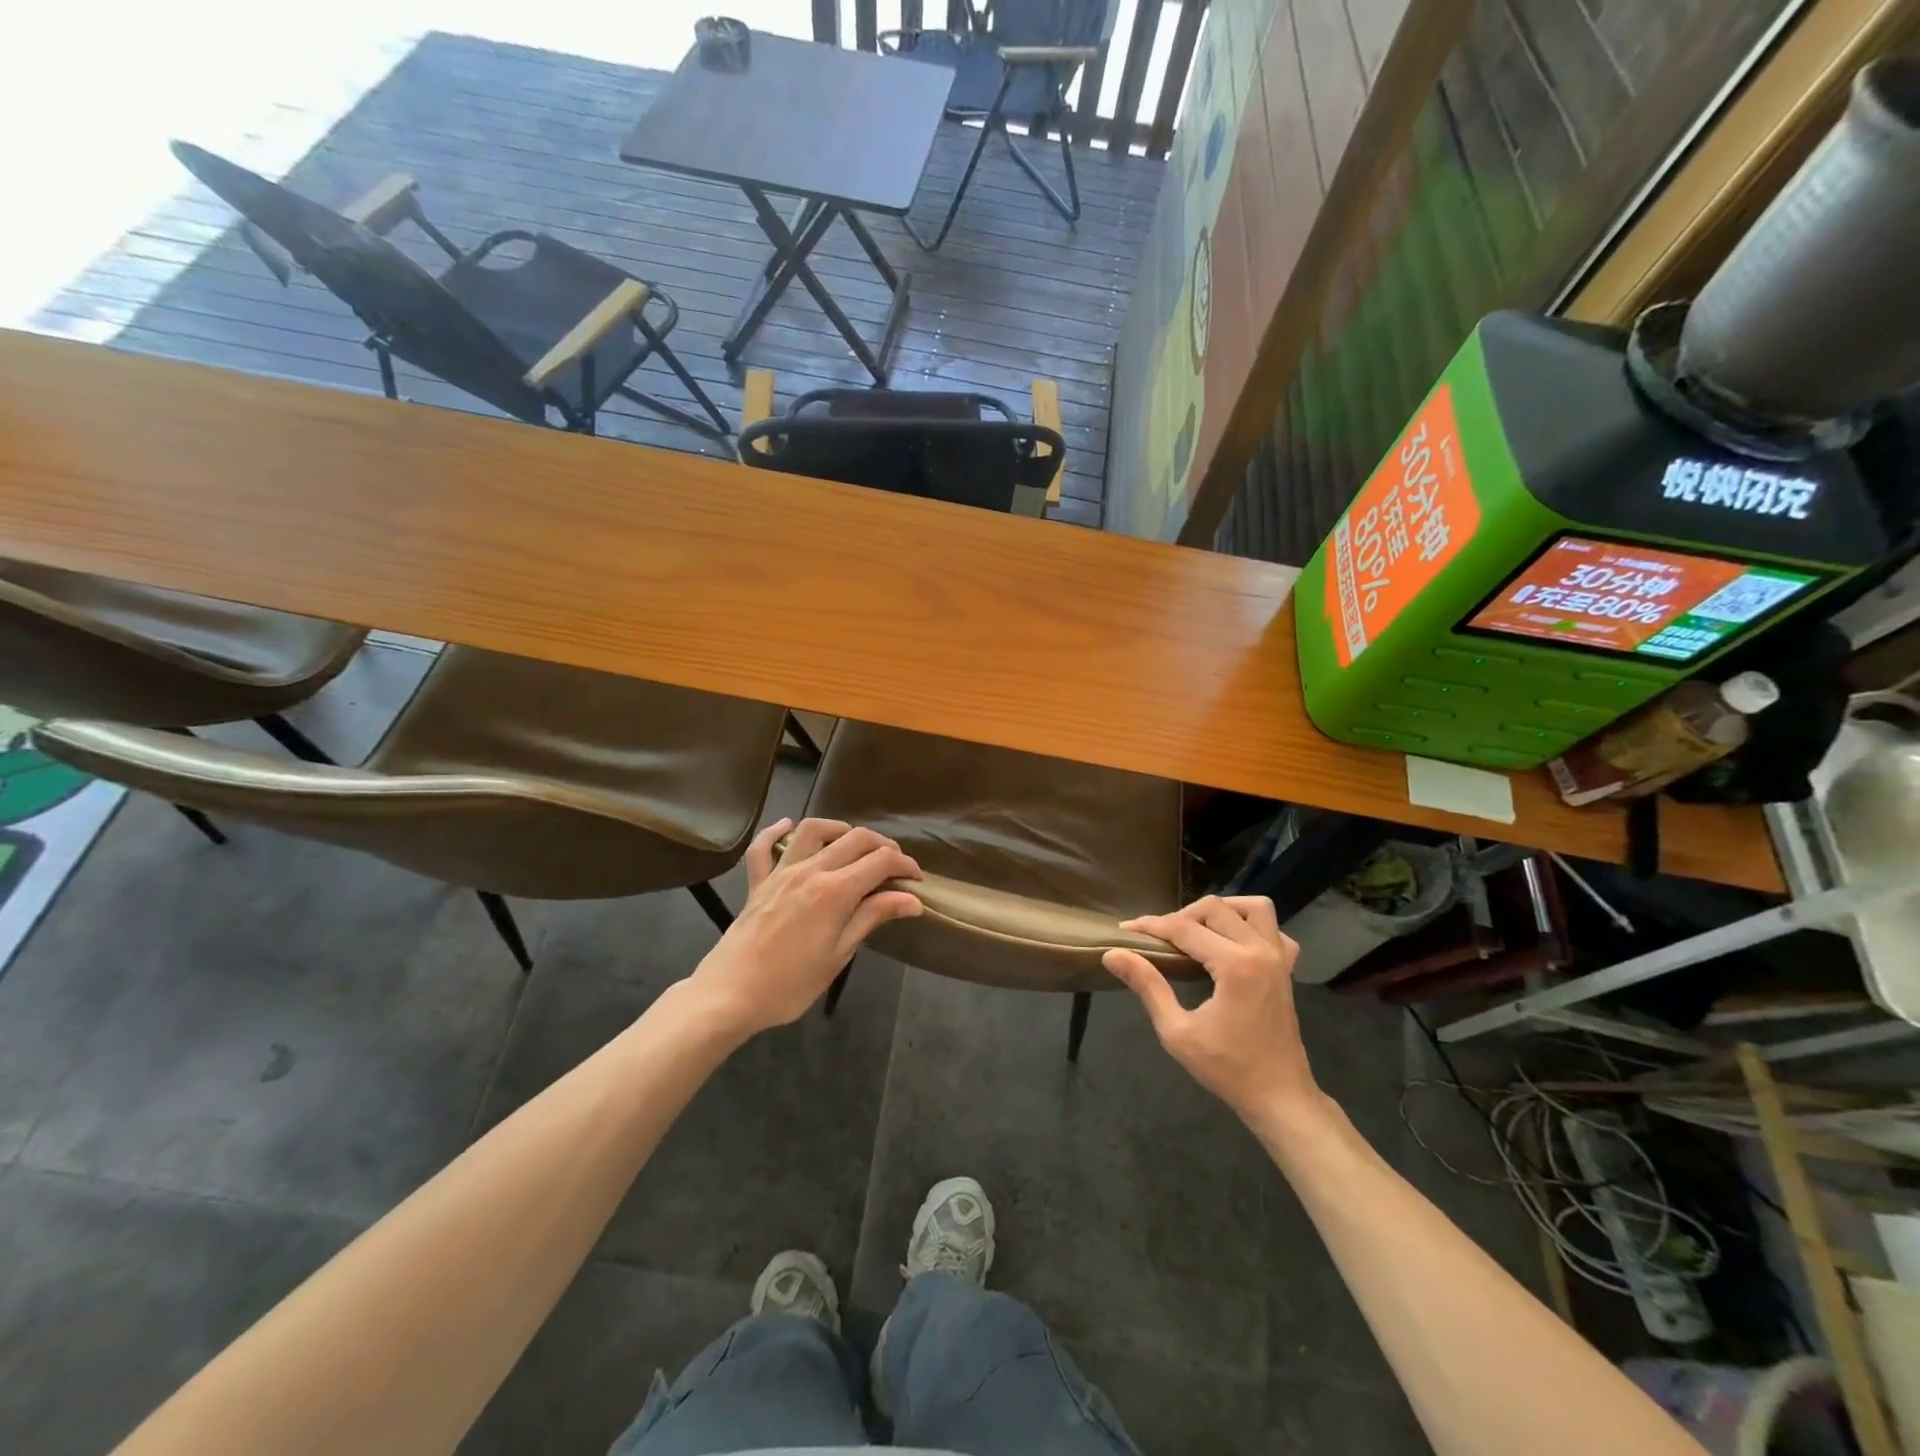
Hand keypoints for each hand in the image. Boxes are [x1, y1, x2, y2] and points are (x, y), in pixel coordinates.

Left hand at [688, 817, 921, 1038]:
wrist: (729, 994)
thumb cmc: (791, 984)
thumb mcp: (839, 954)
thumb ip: (872, 917)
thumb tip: (911, 899)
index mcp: (835, 891)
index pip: (880, 861)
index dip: (904, 864)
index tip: (916, 880)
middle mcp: (810, 870)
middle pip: (855, 838)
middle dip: (882, 846)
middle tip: (894, 867)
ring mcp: (780, 872)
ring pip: (814, 830)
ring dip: (840, 830)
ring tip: (854, 844)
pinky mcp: (757, 882)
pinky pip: (763, 848)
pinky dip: (775, 831)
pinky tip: (787, 825)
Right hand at [1102, 895, 1321, 1124]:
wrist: (1279, 1097)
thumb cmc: (1227, 1069)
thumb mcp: (1177, 1031)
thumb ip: (1147, 986)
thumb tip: (1113, 954)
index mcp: (1235, 965)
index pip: (1184, 929)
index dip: (1151, 926)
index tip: (1126, 930)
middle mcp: (1260, 951)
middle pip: (1215, 908)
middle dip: (1180, 917)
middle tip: (1158, 939)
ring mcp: (1279, 958)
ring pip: (1253, 907)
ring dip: (1221, 911)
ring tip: (1197, 931)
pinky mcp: (1287, 968)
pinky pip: (1274, 930)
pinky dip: (1252, 926)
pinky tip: (1233, 944)